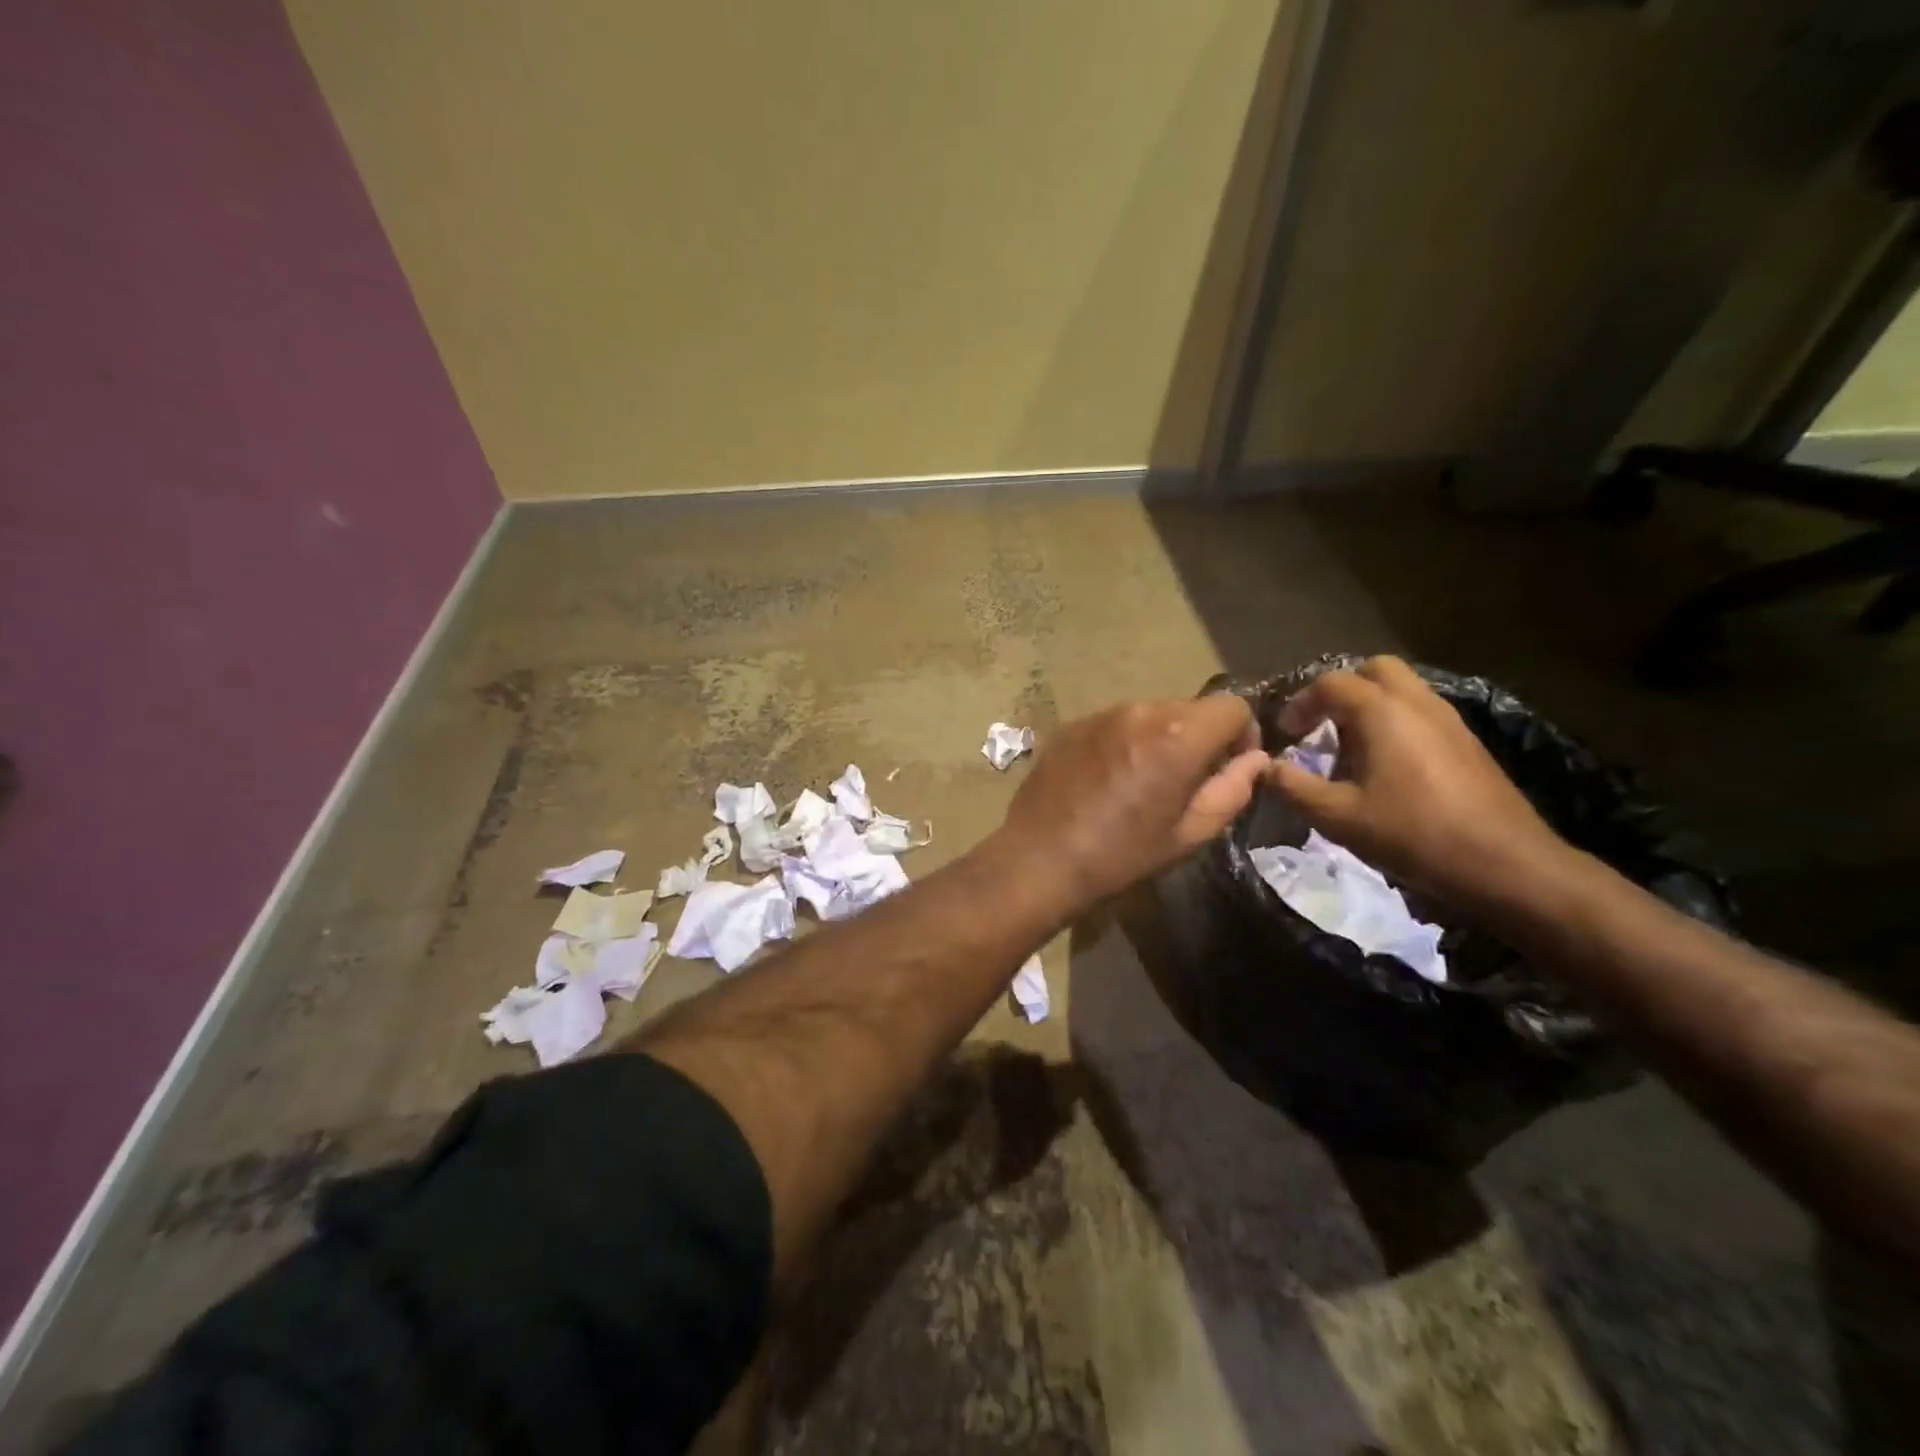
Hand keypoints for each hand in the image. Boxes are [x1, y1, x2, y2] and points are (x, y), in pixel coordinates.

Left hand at [996, 698, 1269, 905]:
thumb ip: (1231, 790)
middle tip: (1187, 779)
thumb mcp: (1189, 833)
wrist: (1040, 857)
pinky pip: (1115, 722)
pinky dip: (1124, 740)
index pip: (1233, 706)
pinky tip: (1108, 778)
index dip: (1243, 733)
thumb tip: (1255, 760)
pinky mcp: (1072, 724)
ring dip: (1160, 737)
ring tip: (1142, 780)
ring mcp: (1101, 714)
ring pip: (1151, 713)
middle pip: (1190, 708)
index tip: (1231, 765)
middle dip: (1201, 737)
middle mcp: (1140, 711)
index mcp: (1177, 736)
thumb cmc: (1122, 854)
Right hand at [1267, 656, 1568, 907]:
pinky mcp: (1467, 742)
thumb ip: (1293, 786)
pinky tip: (1385, 766)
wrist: (1505, 864)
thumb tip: (1262, 767)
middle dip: (1341, 690)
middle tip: (1321, 724)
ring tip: (1349, 747)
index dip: (1300, 703)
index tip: (1285, 733)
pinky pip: (1421, 712)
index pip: (1331, 683)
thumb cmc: (1413, 834)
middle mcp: (1417, 703)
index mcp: (1382, 712)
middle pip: (1374, 670)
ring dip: (1369, 705)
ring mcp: (1449, 720)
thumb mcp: (1338, 816)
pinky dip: (1394, 722)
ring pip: (1402, 689)